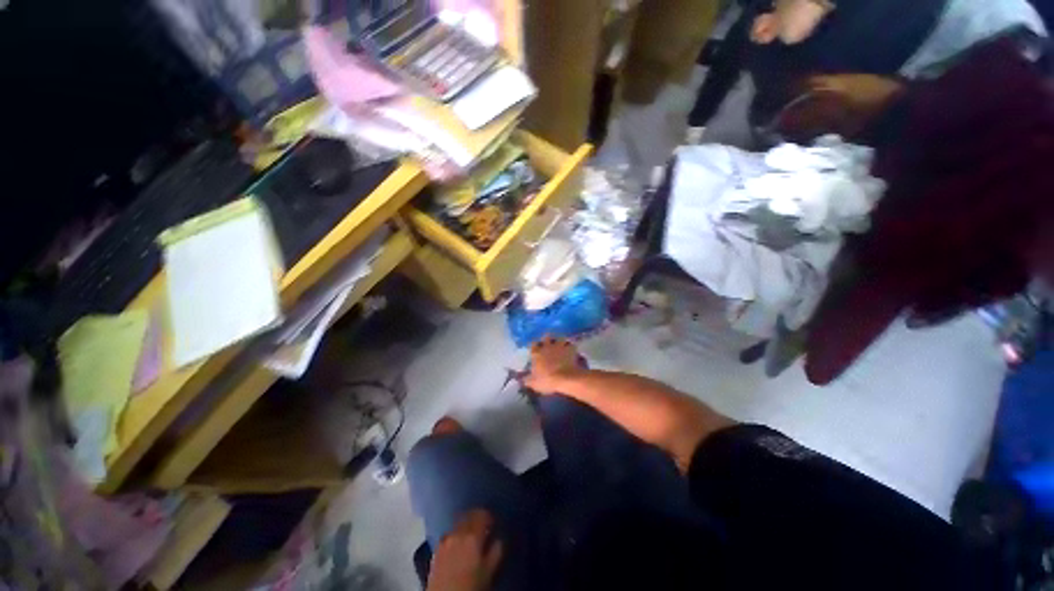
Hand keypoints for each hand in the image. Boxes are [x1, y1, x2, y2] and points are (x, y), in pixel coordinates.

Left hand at [427, 510, 503, 590]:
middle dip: (476, 517)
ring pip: (457, 524)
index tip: (492, 521)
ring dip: (465, 525)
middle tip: (483, 525)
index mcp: (473, 536)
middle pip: (468, 516)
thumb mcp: (489, 571)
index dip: (488, 516)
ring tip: (470, 534)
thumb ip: (496, 551)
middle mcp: (458, 534)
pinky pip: (448, 534)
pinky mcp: (436, 550)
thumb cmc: (471, 586)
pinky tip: (458, 543)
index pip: (482, 515)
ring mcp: (445, 541)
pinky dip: (455, 534)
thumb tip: (499, 539)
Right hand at [524, 336, 580, 394]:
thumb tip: (523, 379)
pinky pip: (571, 344)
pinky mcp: (570, 349)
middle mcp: (547, 346)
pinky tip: (572, 350)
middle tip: (549, 343)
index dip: (535, 346)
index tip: (536, 348)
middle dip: (548, 339)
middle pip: (546, 337)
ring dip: (560, 340)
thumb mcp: (534, 383)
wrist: (565, 378)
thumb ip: (528, 380)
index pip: (533, 344)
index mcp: (537, 353)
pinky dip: (571, 346)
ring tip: (561, 344)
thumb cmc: (547, 380)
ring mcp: (559, 346)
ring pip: (560, 337)